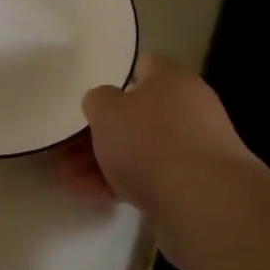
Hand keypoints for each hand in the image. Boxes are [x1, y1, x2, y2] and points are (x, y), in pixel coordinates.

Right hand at [56, 56, 259, 246]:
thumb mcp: (107, 110)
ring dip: (102, 161)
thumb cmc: (151, 141)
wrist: (203, 202)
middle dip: (99, 131)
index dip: (114, 76)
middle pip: (136, 114)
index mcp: (172, 80)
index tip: (87, 94)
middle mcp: (188, 109)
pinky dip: (118, 184)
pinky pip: (147, 178)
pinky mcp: (191, 187)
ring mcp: (192, 150)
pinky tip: (87, 194)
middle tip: (65, 144)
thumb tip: (104, 103)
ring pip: (139, 149)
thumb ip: (98, 100)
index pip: (142, 66)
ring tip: (65, 176)